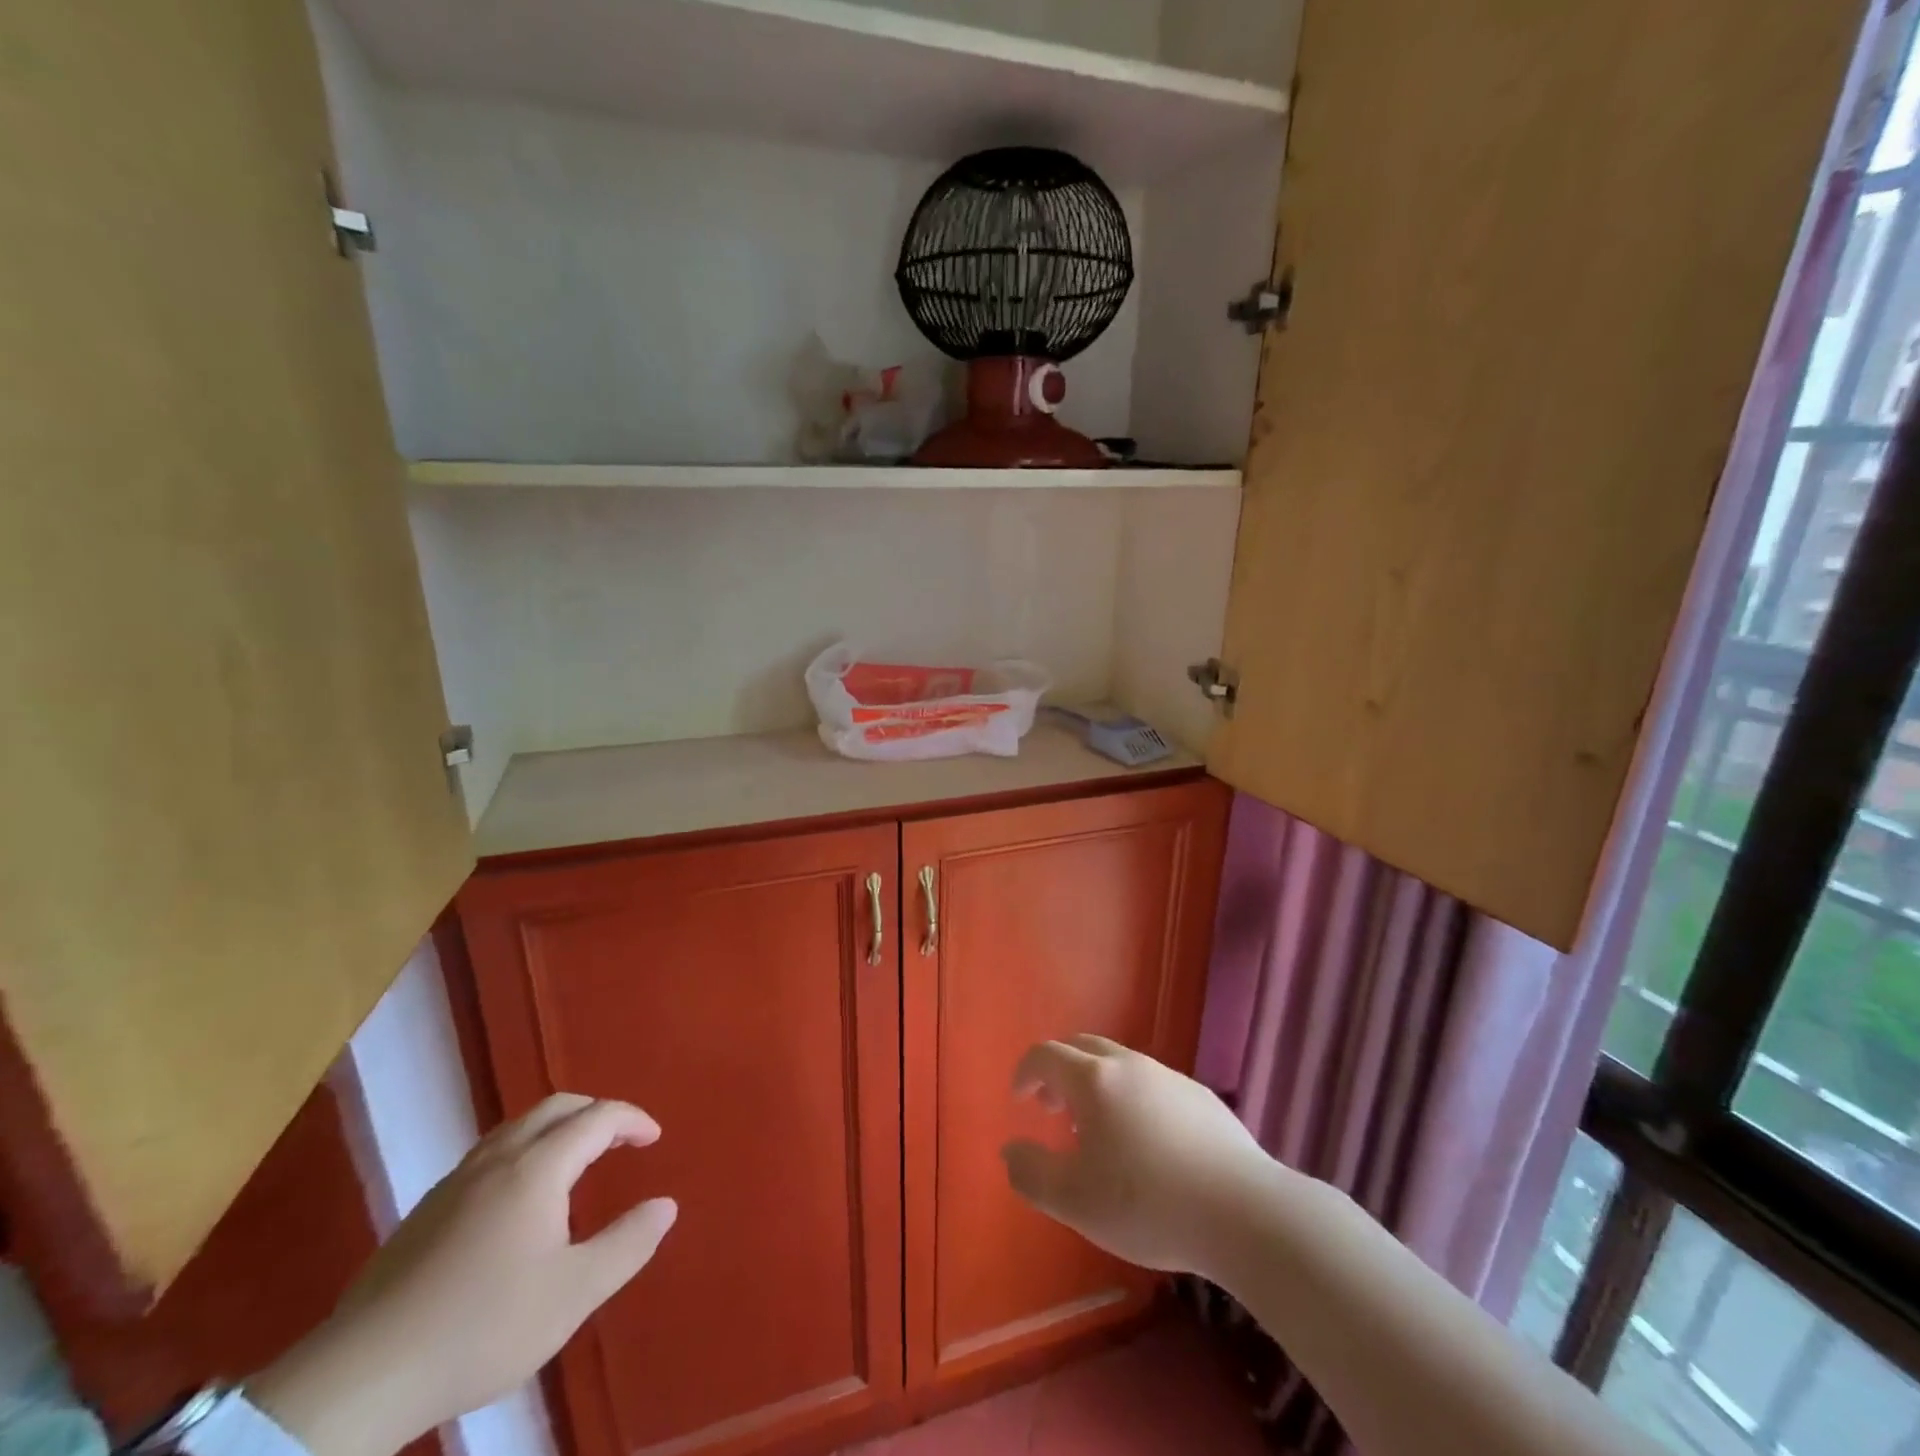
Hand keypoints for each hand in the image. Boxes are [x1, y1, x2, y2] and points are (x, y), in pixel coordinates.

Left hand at [249, 1095, 677, 1455]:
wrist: (362, 1377)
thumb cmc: (484, 1326)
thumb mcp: (573, 1293)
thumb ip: (627, 1244)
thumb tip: (666, 1205)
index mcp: (538, 1168)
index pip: (597, 1117)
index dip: (632, 1120)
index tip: (654, 1138)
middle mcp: (498, 1159)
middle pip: (555, 1108)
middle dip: (596, 1112)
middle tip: (620, 1139)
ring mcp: (455, 1182)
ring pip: (517, 1128)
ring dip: (557, 1128)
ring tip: (576, 1159)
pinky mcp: (425, 1211)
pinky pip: (490, 1154)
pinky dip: (524, 1151)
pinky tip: (518, 1198)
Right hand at [1001, 1035, 1273, 1278]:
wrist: (1245, 1213)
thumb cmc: (1149, 1204)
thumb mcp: (1075, 1202)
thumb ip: (1032, 1174)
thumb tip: (1011, 1149)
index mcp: (1094, 1080)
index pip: (1046, 1055)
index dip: (1025, 1072)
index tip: (1020, 1099)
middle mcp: (1130, 1065)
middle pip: (1083, 1046)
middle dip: (1059, 1071)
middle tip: (1052, 1109)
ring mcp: (1169, 1077)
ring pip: (1119, 1064)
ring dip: (1096, 1085)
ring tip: (1097, 1133)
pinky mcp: (1201, 1097)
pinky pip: (1151, 1084)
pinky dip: (1131, 1098)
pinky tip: (1146, 1144)